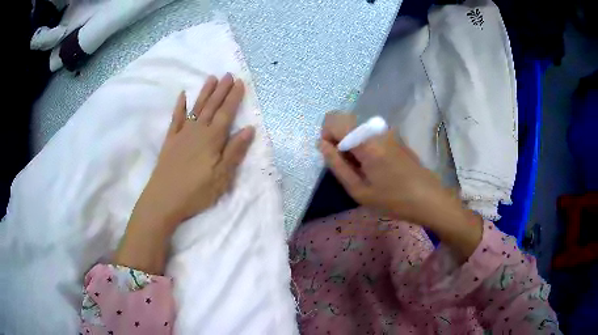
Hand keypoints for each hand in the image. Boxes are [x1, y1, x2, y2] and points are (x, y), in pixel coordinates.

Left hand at [115, 74, 254, 273]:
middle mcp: (197, 131)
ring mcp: (182, 134)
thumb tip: (249, 129)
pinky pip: (176, 119)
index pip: (226, 113)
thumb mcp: (221, 176)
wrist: (163, 200)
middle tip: (228, 74)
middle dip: (221, 90)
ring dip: (204, 93)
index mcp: (212, 139)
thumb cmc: (196, 192)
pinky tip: (182, 96)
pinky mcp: (170, 141)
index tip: (240, 82)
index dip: (234, 98)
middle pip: (211, 106)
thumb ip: (235, 151)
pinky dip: (179, 107)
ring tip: (211, 78)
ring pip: (196, 108)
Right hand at [319, 112, 481, 259]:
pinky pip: (369, 133)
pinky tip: (374, 167)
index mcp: (365, 141)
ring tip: (361, 169)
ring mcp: (387, 132)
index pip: (333, 120)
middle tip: (345, 163)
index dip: (326, 135)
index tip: (333, 156)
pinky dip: (363, 145)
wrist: (429, 199)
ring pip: (357, 127)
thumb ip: (337, 165)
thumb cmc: (393, 200)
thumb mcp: (359, 190)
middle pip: (344, 119)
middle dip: (336, 137)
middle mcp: (375, 130)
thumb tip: (321, 144)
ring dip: (350, 142)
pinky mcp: (395, 137)